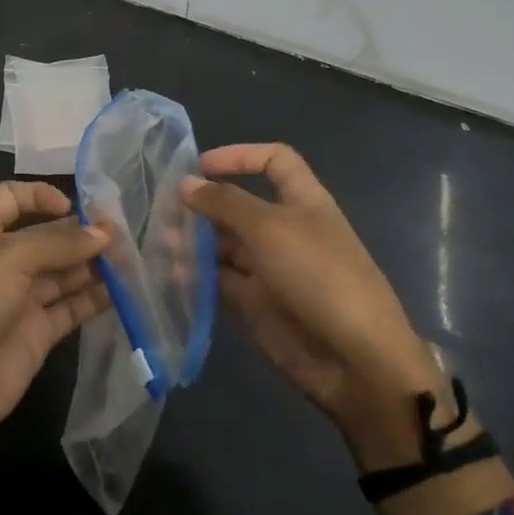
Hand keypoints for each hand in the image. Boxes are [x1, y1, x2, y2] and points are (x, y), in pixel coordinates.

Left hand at [0, 180, 110, 480]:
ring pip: (64, 272)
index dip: (41, 195)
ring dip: (94, 264)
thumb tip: (103, 233)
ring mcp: (19, 300)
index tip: (77, 206)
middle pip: (46, 236)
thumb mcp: (5, 261)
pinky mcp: (37, 334)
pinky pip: (72, 308)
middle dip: (81, 232)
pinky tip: (126, 290)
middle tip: (125, 233)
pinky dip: (97, 298)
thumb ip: (57, 243)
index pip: (10, 199)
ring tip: (133, 258)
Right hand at [182, 145, 437, 435]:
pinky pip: (220, 282)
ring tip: (159, 244)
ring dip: (193, 241)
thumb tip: (187, 183)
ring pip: (224, 246)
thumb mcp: (270, 229)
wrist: (354, 357)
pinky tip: (168, 275)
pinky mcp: (255, 305)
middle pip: (239, 206)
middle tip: (160, 211)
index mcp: (303, 202)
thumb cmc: (318, 276)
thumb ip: (225, 203)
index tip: (199, 166)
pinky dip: (195, 276)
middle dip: (203, 205)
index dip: (240, 157)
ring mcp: (270, 269)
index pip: (274, 162)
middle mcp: (285, 231)